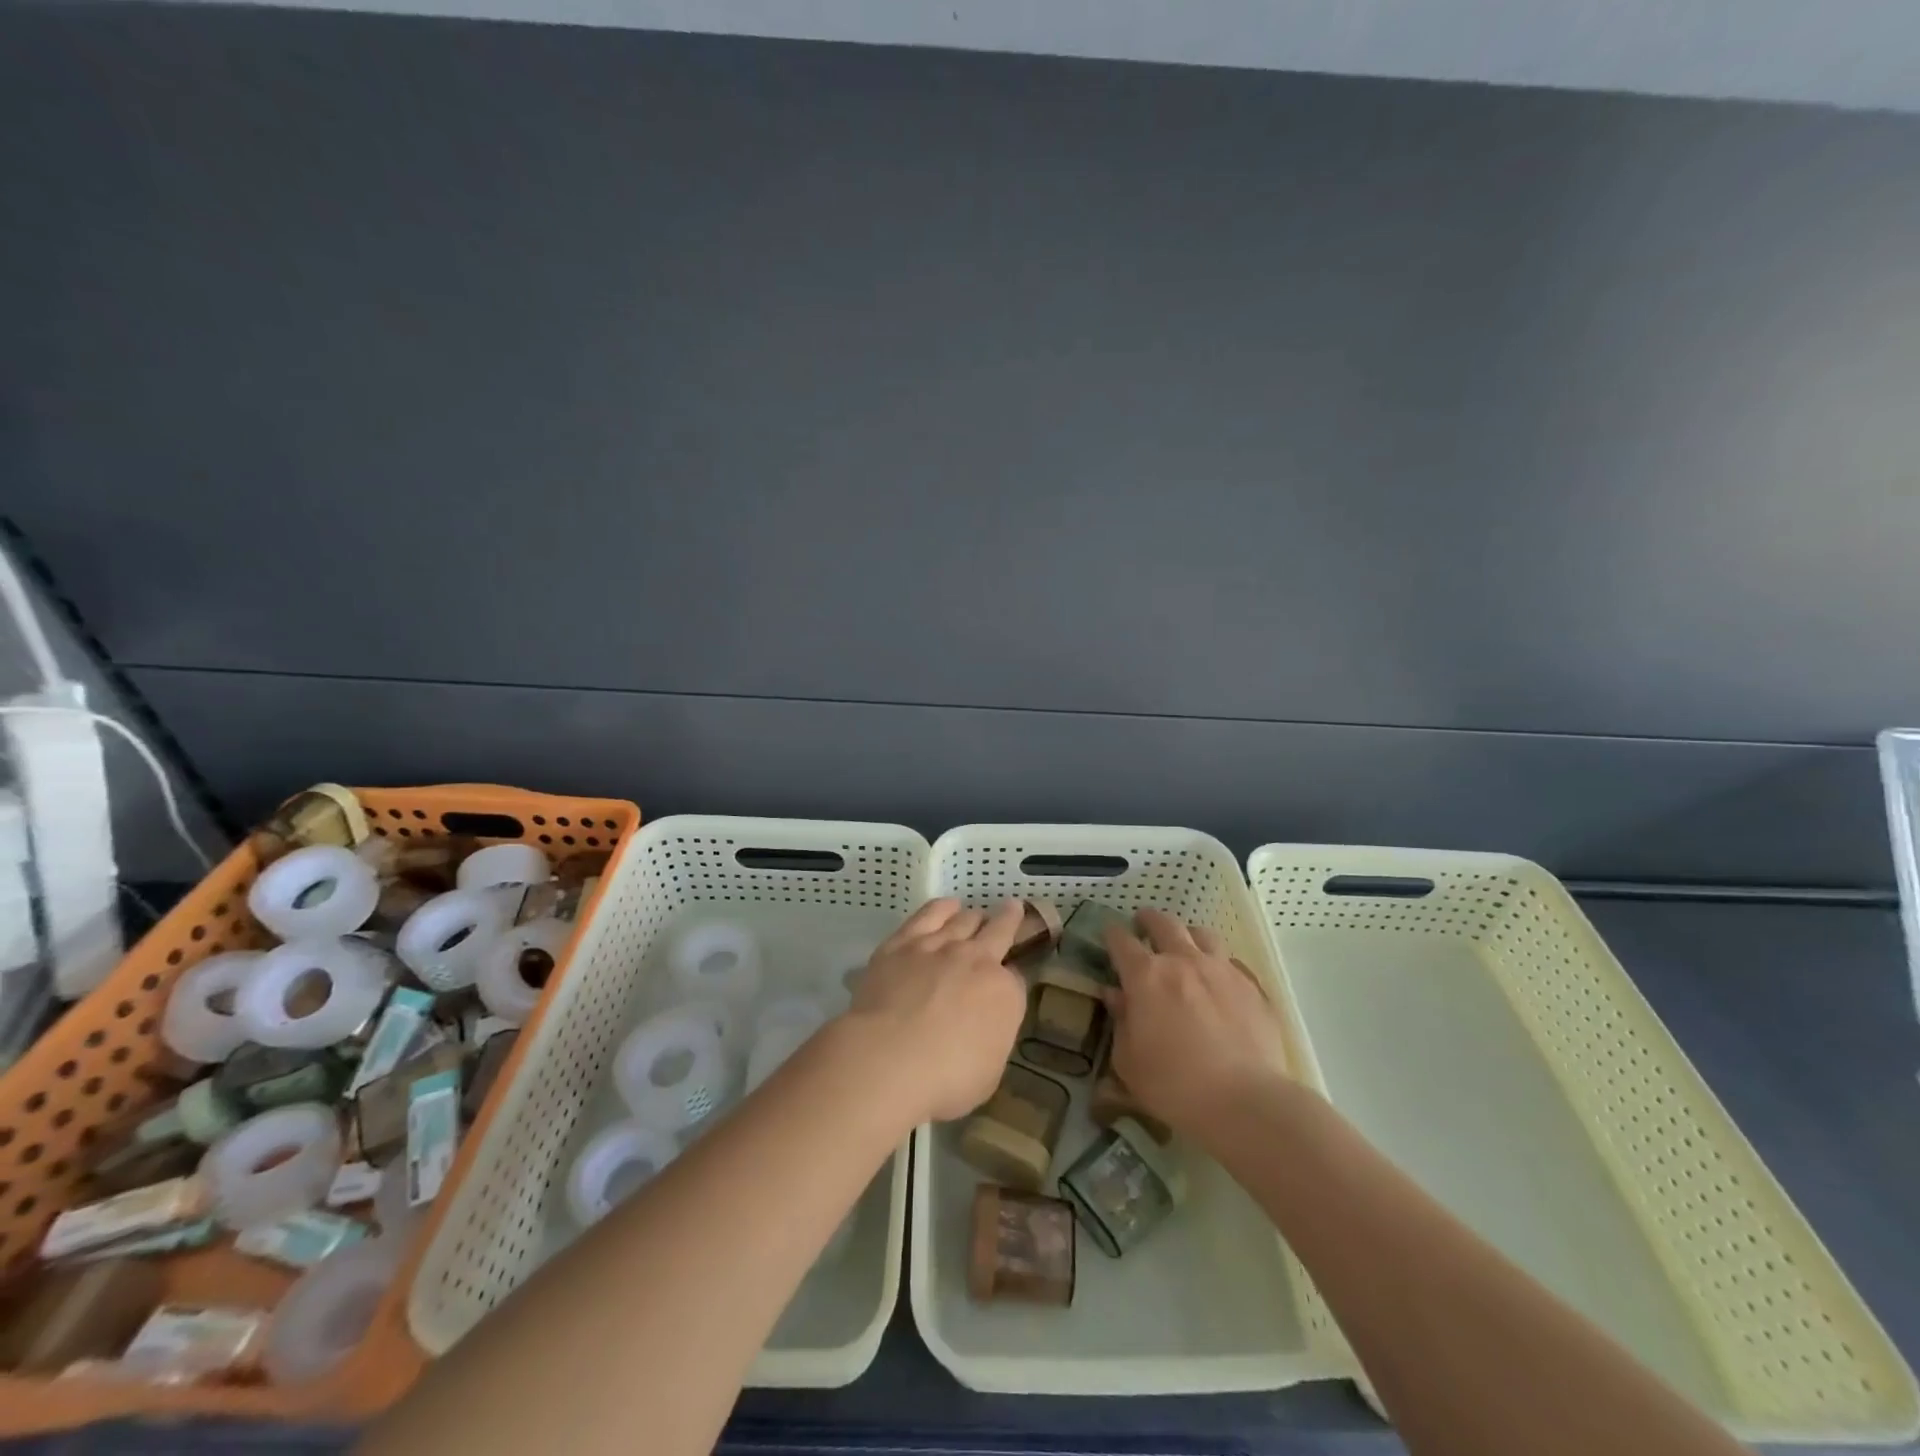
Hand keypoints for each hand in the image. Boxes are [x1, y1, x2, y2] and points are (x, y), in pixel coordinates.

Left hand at [847, 898, 1028, 1123]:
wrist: (888, 1058)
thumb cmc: (944, 1079)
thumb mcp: (988, 1073)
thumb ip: (991, 1040)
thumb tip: (986, 1025)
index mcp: (1004, 994)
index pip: (1016, 979)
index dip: (1011, 980)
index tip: (1007, 981)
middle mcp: (978, 960)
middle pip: (999, 931)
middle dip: (1009, 919)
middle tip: (1014, 908)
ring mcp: (940, 946)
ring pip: (965, 919)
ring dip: (974, 916)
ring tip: (976, 913)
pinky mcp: (904, 941)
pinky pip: (929, 914)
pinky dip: (942, 908)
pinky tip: (947, 905)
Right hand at [1104, 909, 1291, 1141]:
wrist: (1245, 1101)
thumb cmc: (1174, 1085)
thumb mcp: (1129, 1061)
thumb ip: (1121, 1022)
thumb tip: (1116, 996)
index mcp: (1146, 976)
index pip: (1121, 941)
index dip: (1112, 934)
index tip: (1108, 934)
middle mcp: (1182, 961)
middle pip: (1163, 924)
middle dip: (1148, 920)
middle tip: (1142, 924)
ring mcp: (1221, 970)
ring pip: (1201, 934)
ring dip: (1187, 935)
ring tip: (1184, 945)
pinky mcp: (1251, 987)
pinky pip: (1231, 962)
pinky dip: (1218, 964)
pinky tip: (1218, 980)